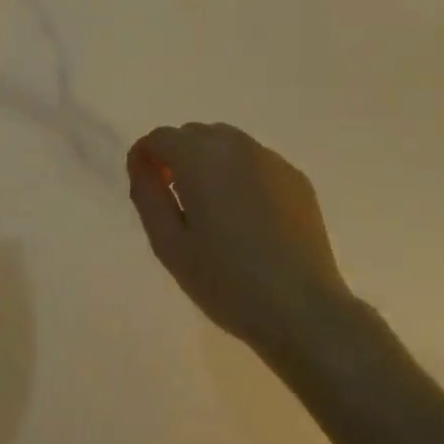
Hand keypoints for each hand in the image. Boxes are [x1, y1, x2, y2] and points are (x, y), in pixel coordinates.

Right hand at [127, 122, 352, 352]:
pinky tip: (247, 217)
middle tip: (175, 200)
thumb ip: (147, 195)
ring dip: (209, 162)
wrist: (301, 309)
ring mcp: (272, 160)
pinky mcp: (296, 178)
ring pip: (228, 144)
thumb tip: (142, 165)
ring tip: (211, 208)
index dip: (144, 156)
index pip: (161, 137)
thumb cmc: (226, 281)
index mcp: (201, 159)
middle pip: (194, 134)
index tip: (144, 186)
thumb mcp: (169, 245)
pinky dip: (240, 175)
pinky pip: (256, 162)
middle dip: (177, 156)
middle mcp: (237, 146)